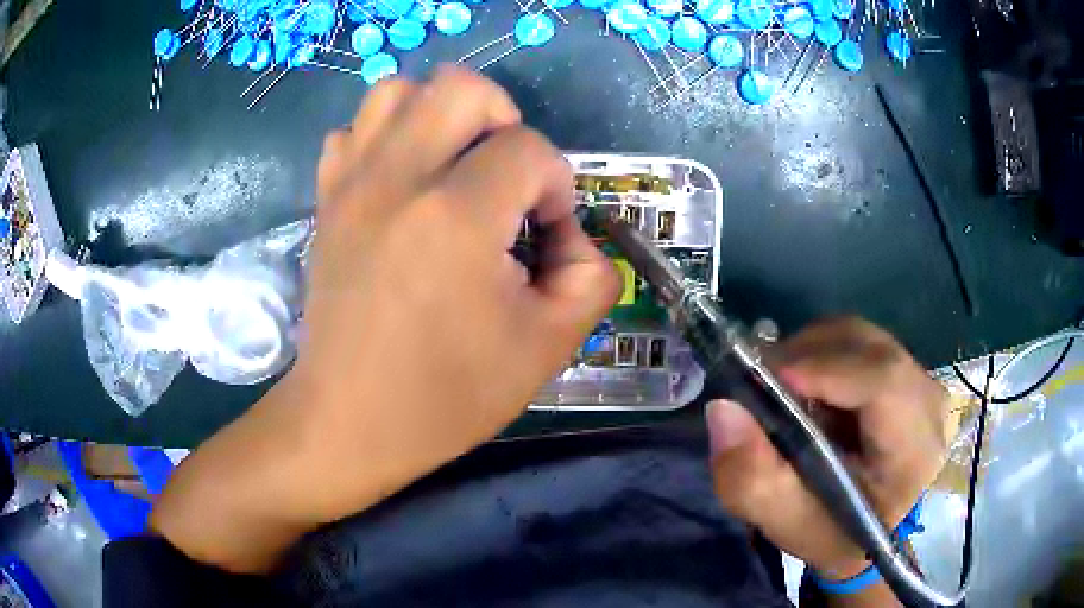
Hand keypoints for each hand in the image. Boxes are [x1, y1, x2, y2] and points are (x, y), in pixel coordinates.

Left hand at [151, 66, 618, 571]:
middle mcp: (397, 179)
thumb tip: (569, 231)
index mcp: (457, 217)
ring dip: (439, 115)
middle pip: (462, 87)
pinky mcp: (325, 199)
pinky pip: (354, 130)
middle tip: (506, 175)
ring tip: (453, 165)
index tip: (546, 234)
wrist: (349, 421)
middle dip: (503, 120)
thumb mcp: (551, 345)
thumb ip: (591, 274)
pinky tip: (401, 182)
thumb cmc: (447, 395)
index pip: (530, 150)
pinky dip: (385, 138)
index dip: (556, 185)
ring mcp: (351, 183)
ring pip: (397, 91)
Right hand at [705, 318, 947, 580]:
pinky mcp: (908, 370)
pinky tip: (808, 387)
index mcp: (914, 452)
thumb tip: (723, 409)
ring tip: (782, 389)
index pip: (883, 382)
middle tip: (760, 382)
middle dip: (807, 356)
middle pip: (868, 348)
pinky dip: (824, 353)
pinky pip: (860, 342)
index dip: (825, 369)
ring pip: (861, 337)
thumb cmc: (832, 533)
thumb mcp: (786, 523)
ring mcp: (921, 381)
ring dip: (812, 353)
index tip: (766, 377)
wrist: (866, 529)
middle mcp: (929, 403)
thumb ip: (752, 479)